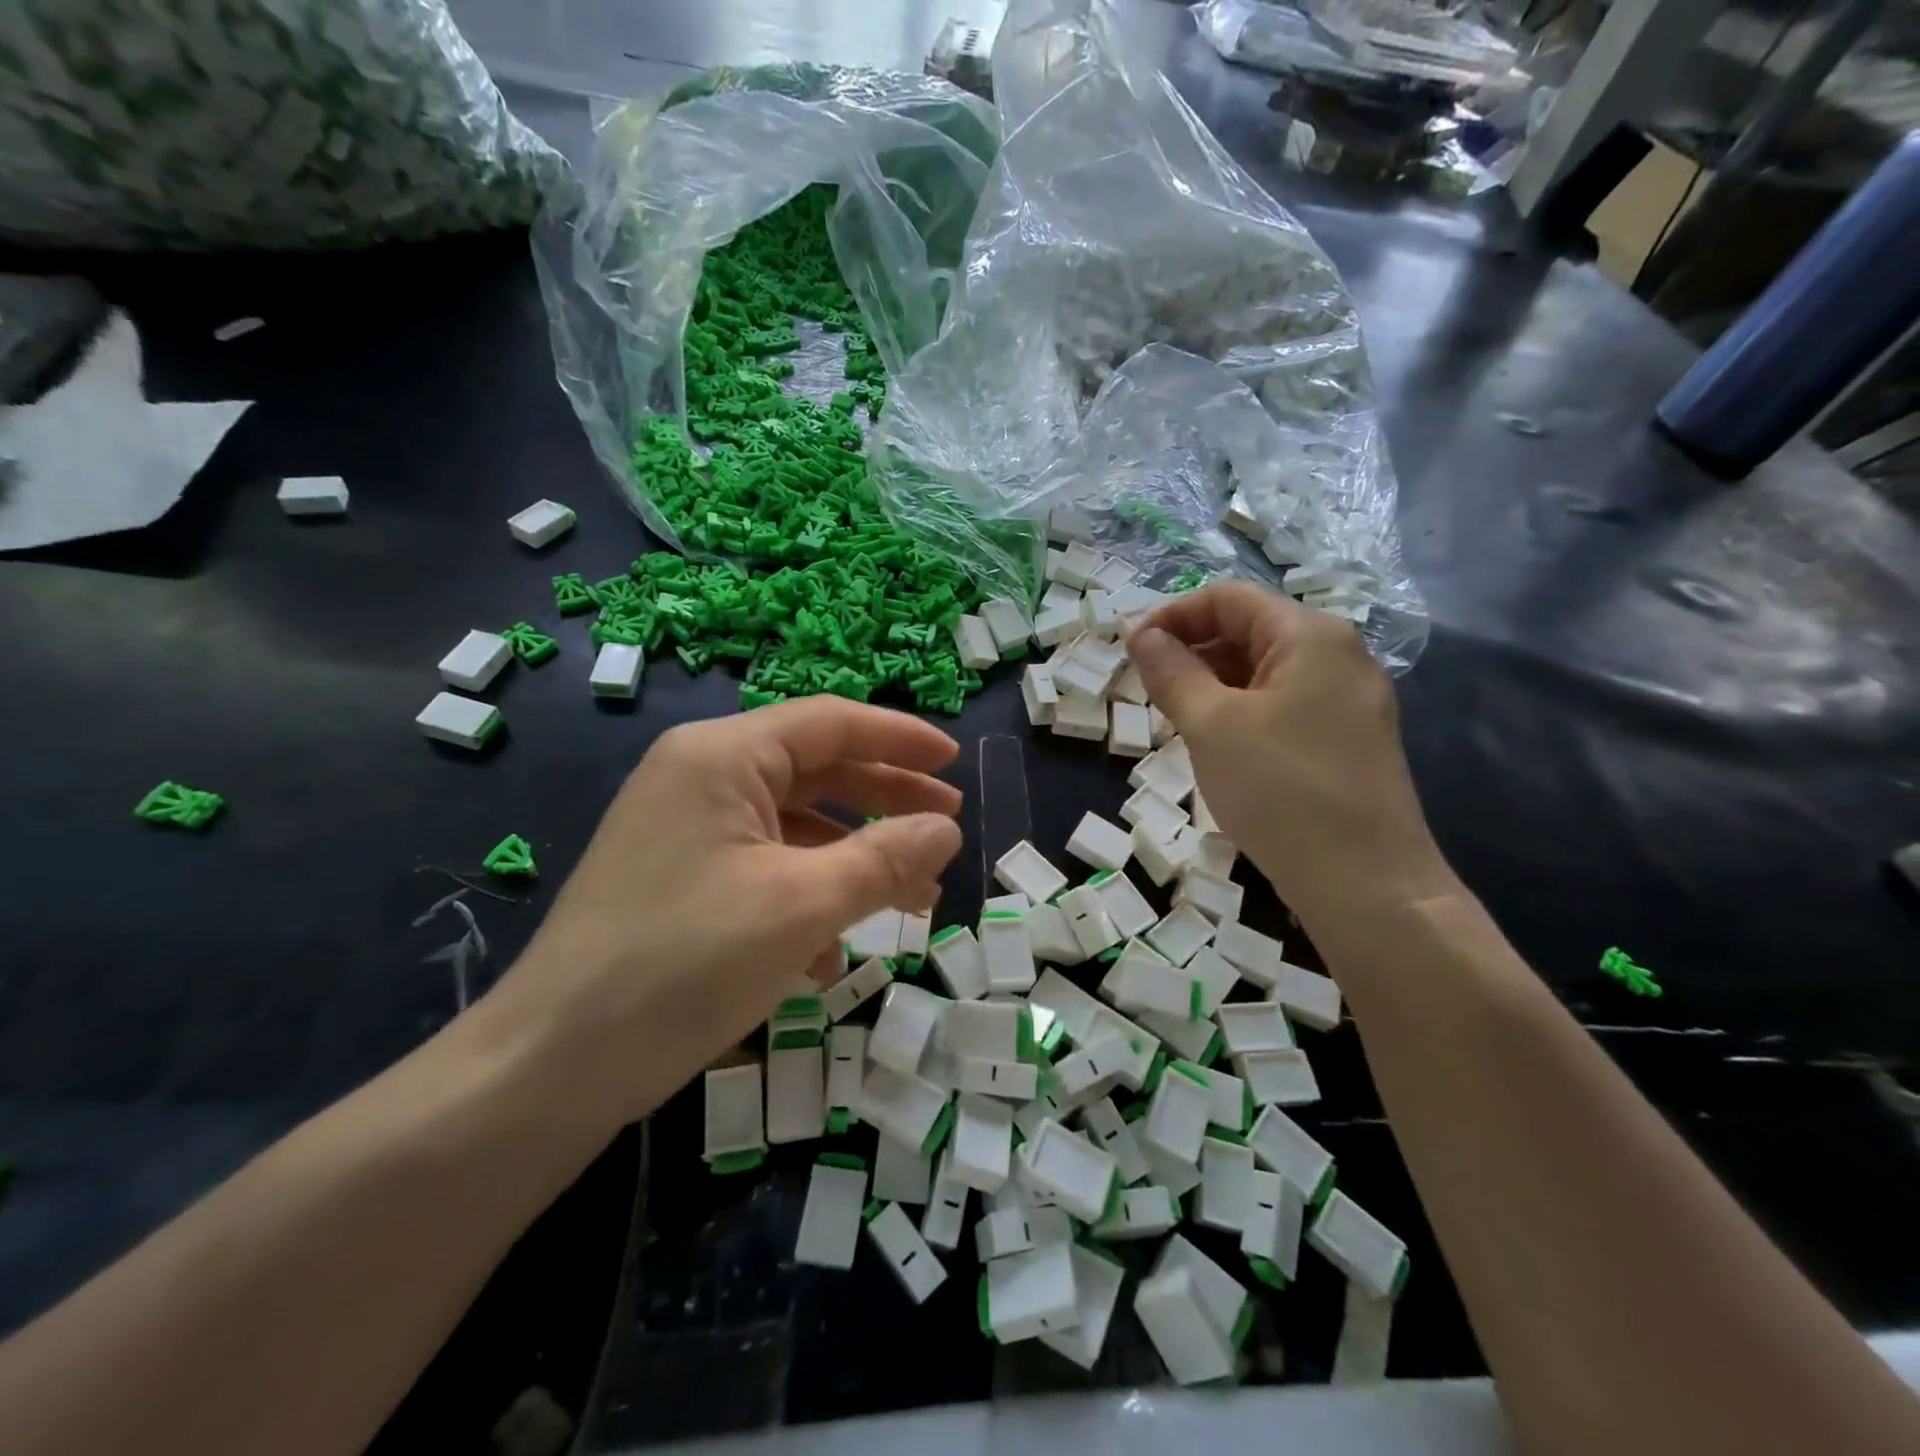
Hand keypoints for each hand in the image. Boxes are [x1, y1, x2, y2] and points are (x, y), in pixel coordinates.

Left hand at [478, 697, 962, 1131]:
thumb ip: (884, 859)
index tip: (955, 761)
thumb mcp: (802, 906)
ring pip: (794, 824)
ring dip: (855, 856)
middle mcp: (699, 776)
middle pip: (815, 769)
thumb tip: (946, 829)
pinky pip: (762, 866)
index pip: (831, 722)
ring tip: (913, 896)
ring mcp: (684, 829)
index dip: (901, 738)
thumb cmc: (684, 964)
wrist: (550, 1066)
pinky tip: (833, 951)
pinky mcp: (678, 878)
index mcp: (722, 757)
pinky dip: (808, 893)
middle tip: (946, 824)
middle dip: (885, 798)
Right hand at [1127, 582, 1451, 925]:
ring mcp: (1350, 700)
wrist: (1367, 883)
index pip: (1228, 598)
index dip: (1173, 615)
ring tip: (1175, 718)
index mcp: (1309, 635)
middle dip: (1192, 650)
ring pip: (1265, 671)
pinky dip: (1242, 711)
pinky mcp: (1349, 740)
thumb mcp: (1211, 725)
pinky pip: (1284, 705)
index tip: (1130, 649)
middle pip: (1250, 630)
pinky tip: (1217, 745)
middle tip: (1147, 687)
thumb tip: (1142, 635)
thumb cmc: (1281, 790)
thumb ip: (1172, 672)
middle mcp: (1338, 655)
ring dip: (1213, 683)